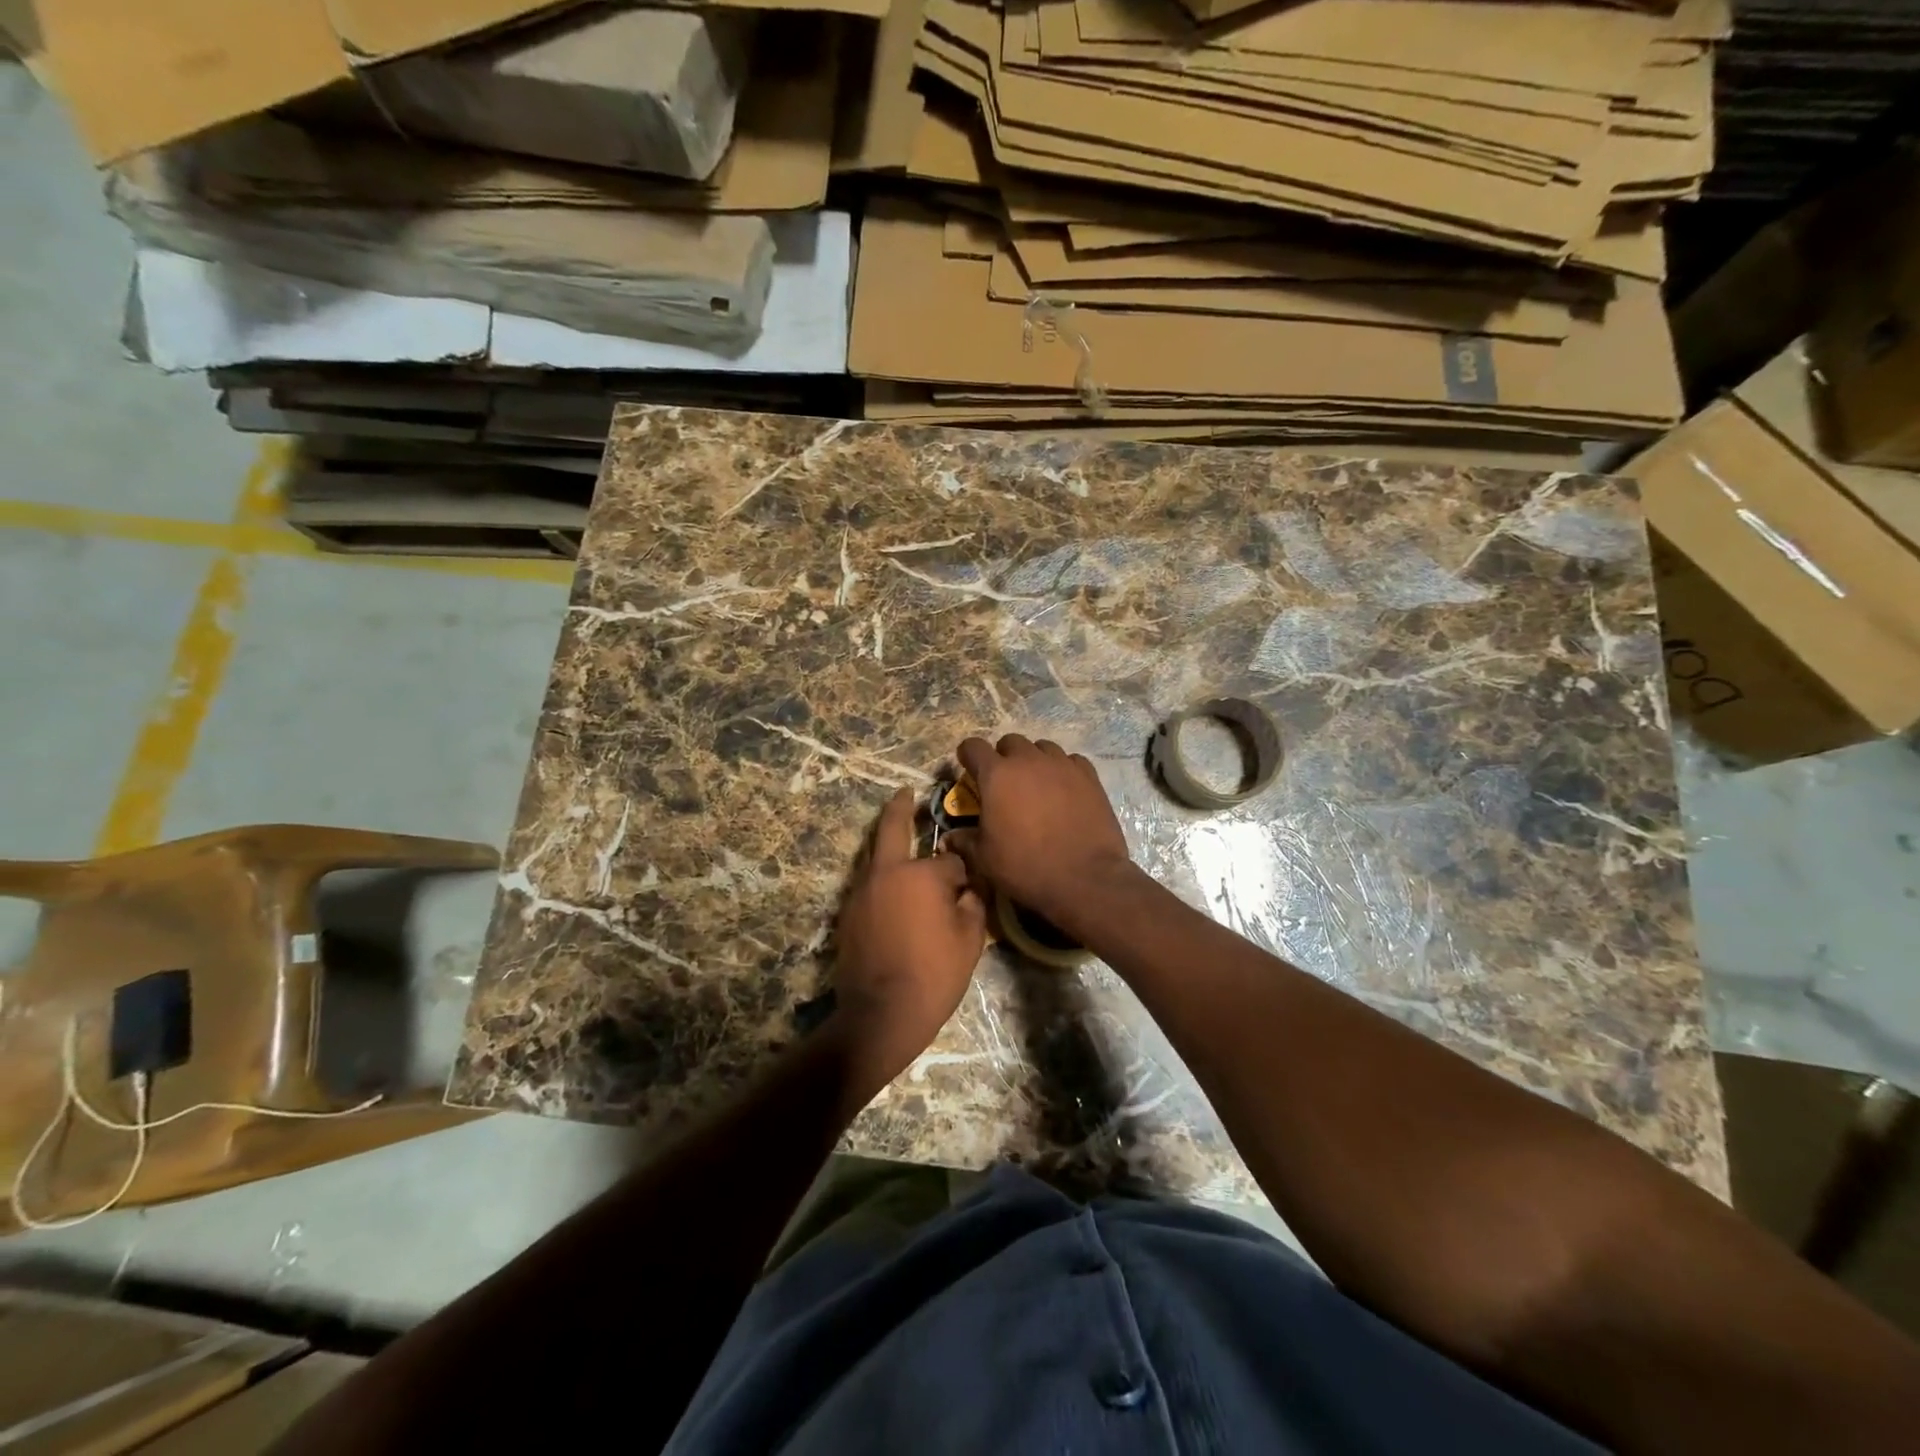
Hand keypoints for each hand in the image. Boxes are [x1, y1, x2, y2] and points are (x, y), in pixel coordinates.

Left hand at [831, 789, 986, 1098]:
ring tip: (901, 837)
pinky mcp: (847, 913)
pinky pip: (869, 883)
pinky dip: (882, 877)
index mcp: (921, 874)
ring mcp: (861, 892)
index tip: (971, 884)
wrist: (881, 1014)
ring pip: (876, 856)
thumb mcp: (970, 939)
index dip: (964, 871)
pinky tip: (894, 890)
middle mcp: (886, 873)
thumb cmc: (934, 975)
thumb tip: (968, 887)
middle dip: (900, 807)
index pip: (950, 859)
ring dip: (888, 843)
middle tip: (905, 793)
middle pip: (892, 828)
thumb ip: (973, 902)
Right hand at [944, 735, 1139, 940]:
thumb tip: (949, 838)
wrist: (1085, 878)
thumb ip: (965, 841)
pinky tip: (1064, 789)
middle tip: (1004, 781)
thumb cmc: (1026, 867)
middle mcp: (1028, 760)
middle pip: (1010, 742)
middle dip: (1003, 756)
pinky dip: (1063, 769)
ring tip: (1035, 784)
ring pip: (1042, 747)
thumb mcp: (985, 859)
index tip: (968, 768)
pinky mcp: (1089, 776)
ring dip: (1034, 760)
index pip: (973, 746)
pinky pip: (1071, 760)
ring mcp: (1062, 765)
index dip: (968, 755)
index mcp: (997, 775)